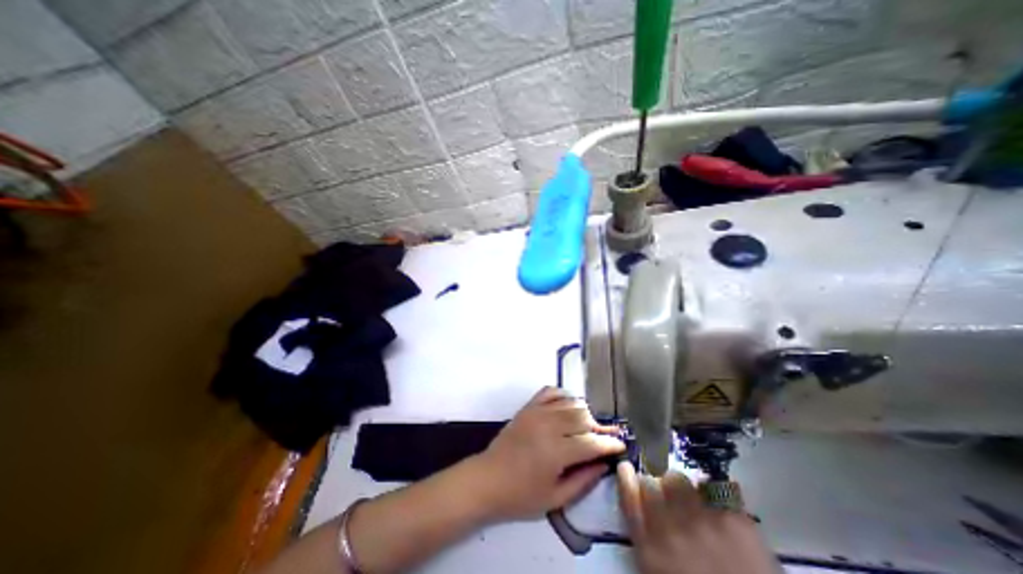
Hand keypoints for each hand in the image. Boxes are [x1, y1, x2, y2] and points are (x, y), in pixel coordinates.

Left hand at [468, 388, 623, 521]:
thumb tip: (603, 464)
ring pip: (571, 402)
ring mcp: (537, 412)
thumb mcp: (555, 498)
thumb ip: (583, 480)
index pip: (592, 442)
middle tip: (605, 437)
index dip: (610, 444)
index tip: (622, 445)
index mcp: (556, 451)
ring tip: (588, 425)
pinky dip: (564, 395)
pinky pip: (551, 391)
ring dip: (584, 412)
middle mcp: (549, 425)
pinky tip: (568, 406)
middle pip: (584, 417)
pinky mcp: (528, 406)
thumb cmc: (521, 495)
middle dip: (599, 427)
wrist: (488, 478)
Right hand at [615, 461, 775, 573]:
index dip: (626, 478)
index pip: (629, 496)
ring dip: (683, 488)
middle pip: (651, 483)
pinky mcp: (735, 521)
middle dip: (657, 485)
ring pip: (679, 479)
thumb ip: (646, 537)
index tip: (627, 468)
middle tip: (669, 496)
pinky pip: (714, 488)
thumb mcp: (659, 571)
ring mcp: (703, 522)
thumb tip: (640, 500)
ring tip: (696, 503)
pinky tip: (721, 509)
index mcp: (650, 550)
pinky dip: (715, 495)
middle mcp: (670, 529)